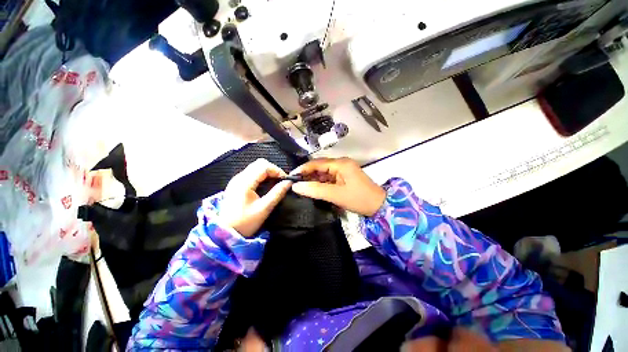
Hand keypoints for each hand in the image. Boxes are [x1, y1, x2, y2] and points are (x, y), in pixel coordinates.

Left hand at [220, 159, 291, 236]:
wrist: (225, 233)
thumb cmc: (245, 222)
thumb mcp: (264, 208)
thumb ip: (277, 193)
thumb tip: (289, 182)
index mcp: (245, 182)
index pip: (264, 166)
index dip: (277, 170)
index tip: (285, 180)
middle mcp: (239, 177)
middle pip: (259, 164)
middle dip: (273, 170)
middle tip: (281, 181)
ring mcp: (236, 180)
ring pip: (255, 167)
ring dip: (267, 173)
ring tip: (275, 183)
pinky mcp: (236, 184)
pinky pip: (251, 173)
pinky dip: (261, 176)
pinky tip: (266, 186)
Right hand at [290, 157, 385, 215]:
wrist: (379, 206)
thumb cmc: (359, 199)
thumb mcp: (336, 195)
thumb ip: (315, 190)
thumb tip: (296, 186)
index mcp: (340, 164)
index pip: (317, 163)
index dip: (303, 169)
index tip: (291, 177)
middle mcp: (341, 163)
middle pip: (320, 167)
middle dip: (308, 175)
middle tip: (295, 184)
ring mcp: (343, 170)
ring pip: (324, 173)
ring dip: (314, 180)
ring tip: (302, 187)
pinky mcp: (344, 177)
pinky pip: (329, 178)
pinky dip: (321, 183)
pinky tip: (314, 189)